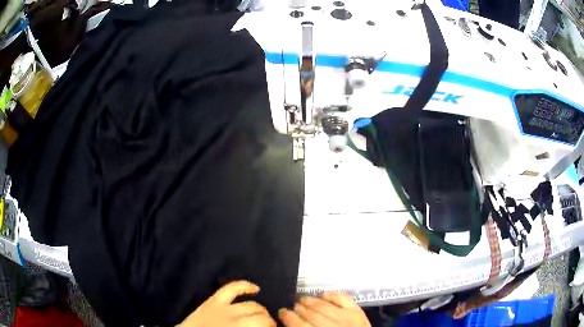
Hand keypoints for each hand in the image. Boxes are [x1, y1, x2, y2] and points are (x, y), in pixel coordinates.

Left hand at [180, 280, 275, 326]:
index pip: (264, 324)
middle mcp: (235, 319)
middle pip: (261, 317)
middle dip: (269, 322)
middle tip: (270, 326)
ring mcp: (224, 308)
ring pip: (252, 305)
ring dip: (261, 310)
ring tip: (264, 316)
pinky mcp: (214, 301)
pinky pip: (231, 289)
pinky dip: (244, 286)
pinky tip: (256, 288)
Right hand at [278, 293, 369, 326]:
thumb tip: (289, 324)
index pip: (298, 324)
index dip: (287, 316)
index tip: (282, 311)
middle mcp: (330, 326)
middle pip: (310, 313)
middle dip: (298, 308)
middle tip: (293, 305)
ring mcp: (345, 317)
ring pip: (323, 305)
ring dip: (310, 300)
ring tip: (303, 299)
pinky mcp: (357, 312)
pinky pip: (342, 298)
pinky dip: (331, 294)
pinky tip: (323, 294)